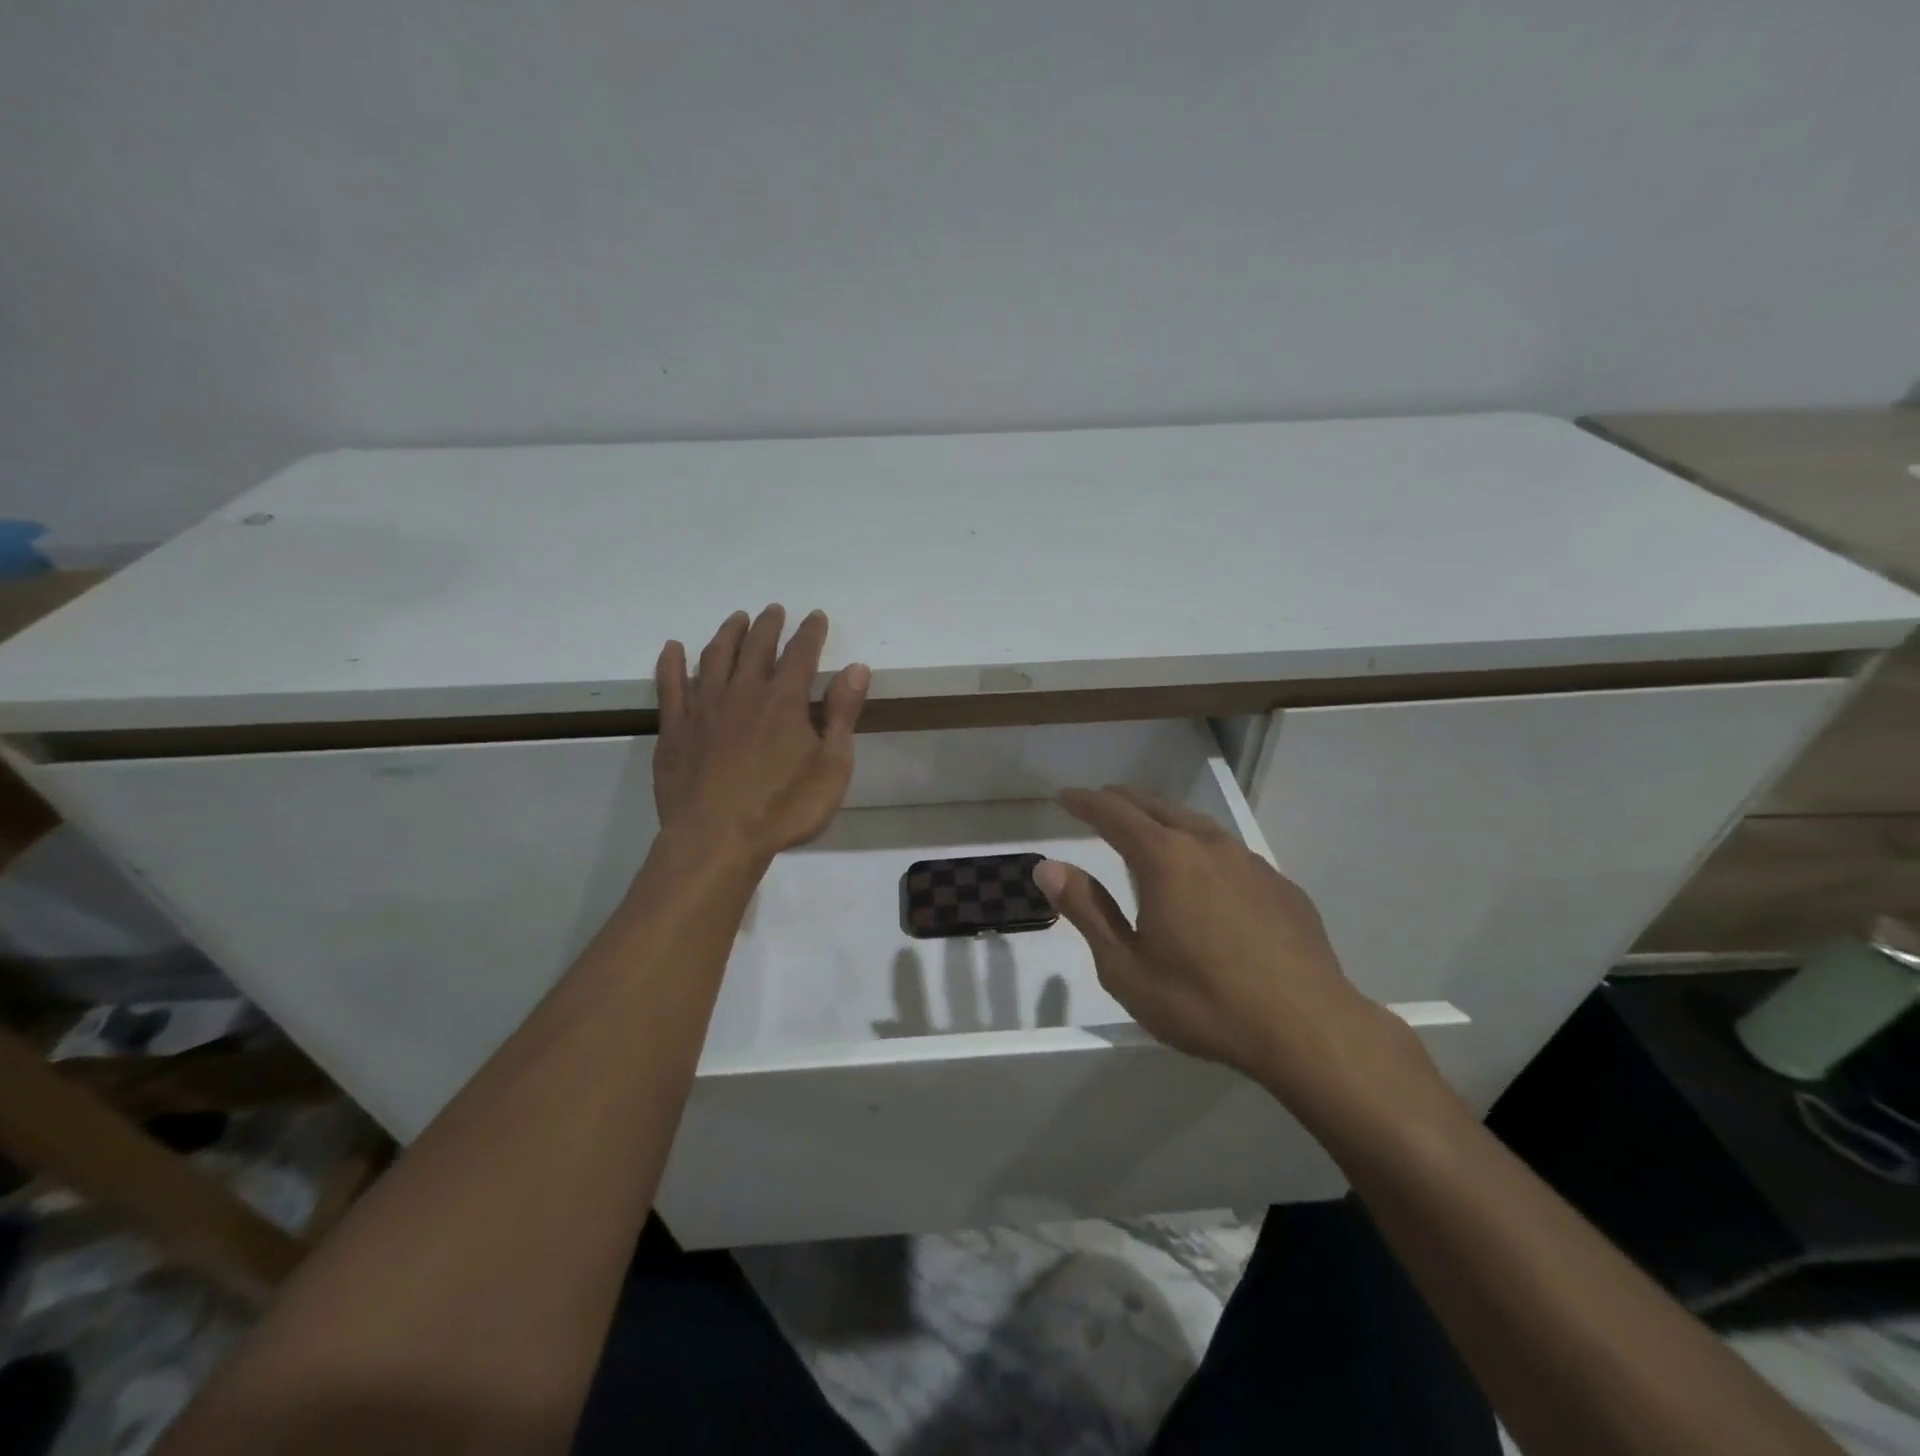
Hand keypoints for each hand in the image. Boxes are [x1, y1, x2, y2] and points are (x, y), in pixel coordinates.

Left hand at [653, 606, 869, 860]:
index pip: (801, 653)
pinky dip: (672, 663)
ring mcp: (704, 708)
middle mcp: (743, 692)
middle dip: (768, 625)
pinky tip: (673, 649)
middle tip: (773, 610)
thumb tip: (856, 668)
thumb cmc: (784, 808)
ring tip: (736, 619)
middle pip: (756, 647)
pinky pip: (670, 685)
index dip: (810, 632)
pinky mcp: (675, 729)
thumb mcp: (831, 766)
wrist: (716, 839)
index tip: (815, 616)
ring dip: (727, 634)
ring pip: (715, 657)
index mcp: (784, 700)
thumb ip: (842, 714)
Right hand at [1034, 786, 1415, 1115]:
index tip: (1065, 796)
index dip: (1085, 802)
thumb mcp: (1126, 967)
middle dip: (1123, 801)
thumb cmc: (1204, 1002)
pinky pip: (1230, 853)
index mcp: (1165, 859)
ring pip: (1197, 825)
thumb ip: (1087, 911)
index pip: (1114, 813)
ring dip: (1164, 819)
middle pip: (1156, 808)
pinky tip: (1206, 876)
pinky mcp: (1281, 886)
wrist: (1308, 1029)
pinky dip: (1203, 849)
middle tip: (1100, 801)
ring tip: (1149, 828)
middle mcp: (1207, 846)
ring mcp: (1250, 862)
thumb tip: (1049, 867)